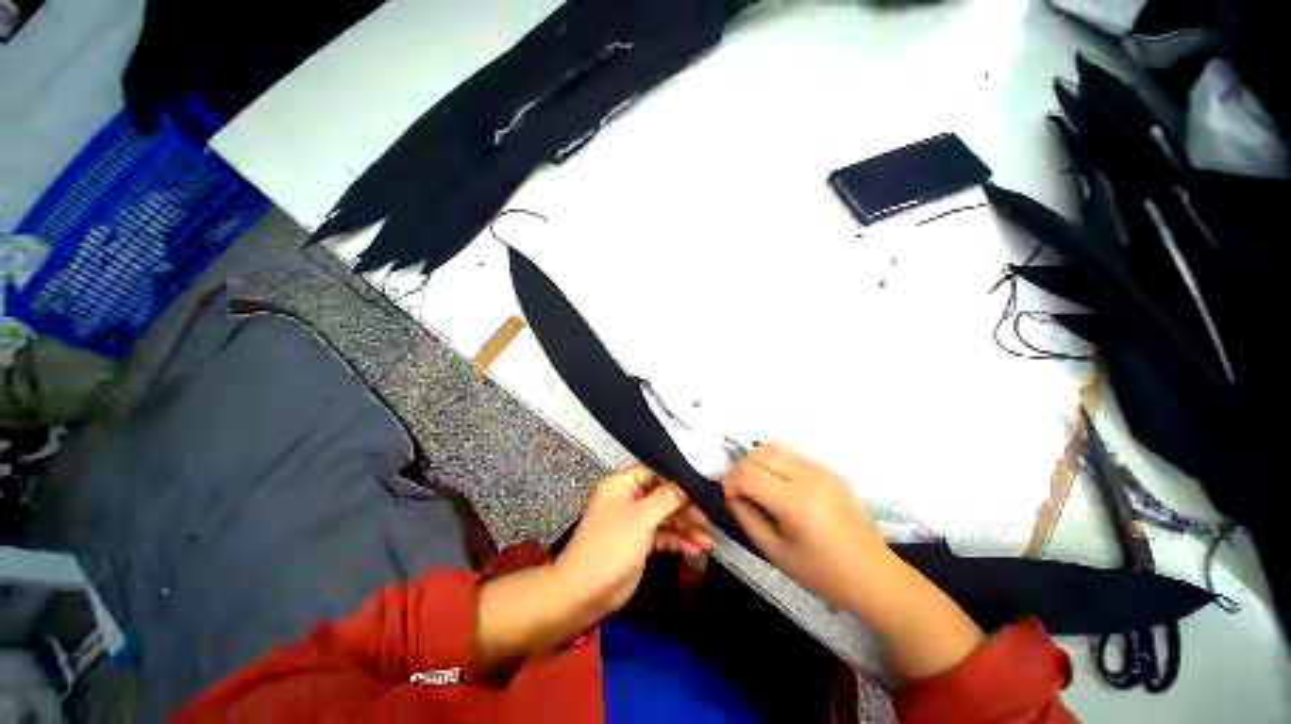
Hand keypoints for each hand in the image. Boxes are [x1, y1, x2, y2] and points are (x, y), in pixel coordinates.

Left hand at [475, 468, 709, 678]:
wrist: (585, 593)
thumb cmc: (611, 546)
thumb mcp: (641, 517)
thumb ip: (667, 498)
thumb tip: (686, 485)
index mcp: (622, 485)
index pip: (655, 474)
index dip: (677, 481)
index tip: (702, 489)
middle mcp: (629, 499)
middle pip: (663, 497)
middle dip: (686, 509)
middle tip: (710, 519)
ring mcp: (635, 522)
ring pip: (666, 518)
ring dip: (686, 528)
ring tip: (708, 542)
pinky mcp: (640, 543)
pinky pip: (663, 536)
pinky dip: (678, 541)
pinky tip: (695, 550)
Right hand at [722, 443, 885, 606]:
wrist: (873, 574)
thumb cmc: (823, 573)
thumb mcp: (776, 554)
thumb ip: (747, 520)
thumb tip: (732, 497)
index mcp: (796, 502)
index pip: (748, 474)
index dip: (730, 483)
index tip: (730, 499)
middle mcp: (808, 477)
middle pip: (757, 455)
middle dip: (740, 471)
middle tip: (739, 493)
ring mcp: (820, 469)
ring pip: (772, 448)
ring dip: (756, 462)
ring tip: (756, 484)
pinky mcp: (828, 469)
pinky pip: (791, 453)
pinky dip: (774, 461)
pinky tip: (776, 482)